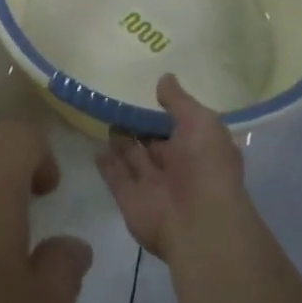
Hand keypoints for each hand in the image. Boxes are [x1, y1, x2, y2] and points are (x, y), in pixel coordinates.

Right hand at [98, 74, 260, 266]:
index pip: (181, 127)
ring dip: (121, 142)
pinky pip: (116, 177)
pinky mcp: (129, 199)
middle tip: (117, 105)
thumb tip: (164, 78)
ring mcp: (152, 185)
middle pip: (154, 143)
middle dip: (139, 127)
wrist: (197, 223)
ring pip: (133, 159)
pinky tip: (95, 147)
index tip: (145, 93)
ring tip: (104, 119)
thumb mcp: (201, 122)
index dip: (165, 112)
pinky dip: (106, 163)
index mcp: (201, 149)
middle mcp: (177, 167)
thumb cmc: (206, 166)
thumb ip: (179, 101)